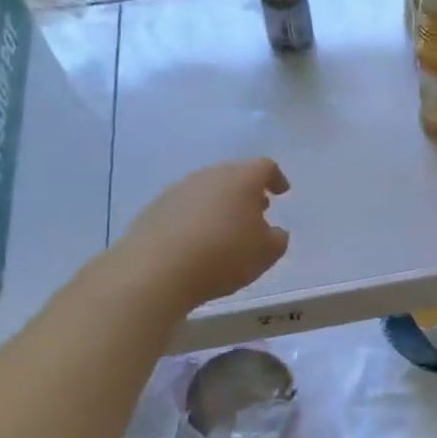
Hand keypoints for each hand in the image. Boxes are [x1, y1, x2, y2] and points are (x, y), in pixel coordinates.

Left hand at [114, 158, 290, 308]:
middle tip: (257, 211)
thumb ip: (277, 238)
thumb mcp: (266, 253)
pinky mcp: (155, 208)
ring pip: (207, 190)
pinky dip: (196, 218)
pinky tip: (198, 242)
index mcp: (241, 179)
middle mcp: (209, 176)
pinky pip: (185, 207)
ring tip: (226, 229)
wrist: (156, 270)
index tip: (281, 192)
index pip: (264, 167)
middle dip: (247, 191)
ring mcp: (178, 190)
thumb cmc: (223, 255)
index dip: (276, 178)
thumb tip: (273, 231)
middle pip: (233, 175)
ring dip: (220, 204)